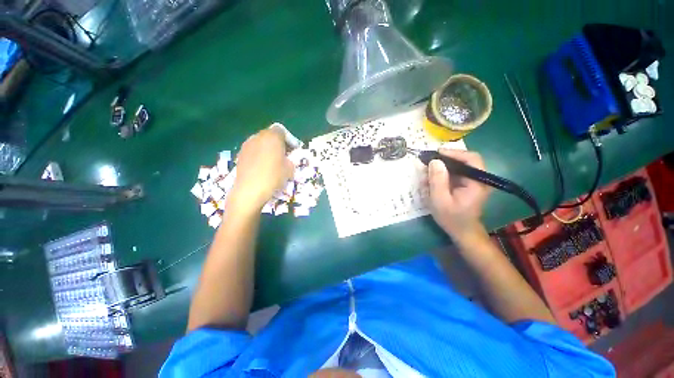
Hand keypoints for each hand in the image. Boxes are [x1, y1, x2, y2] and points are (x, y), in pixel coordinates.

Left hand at [228, 128, 293, 213]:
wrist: (250, 190)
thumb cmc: (273, 176)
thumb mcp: (289, 169)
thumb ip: (289, 160)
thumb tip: (286, 160)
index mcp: (272, 137)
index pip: (281, 131)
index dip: (288, 139)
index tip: (292, 150)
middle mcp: (258, 137)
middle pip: (270, 135)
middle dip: (277, 143)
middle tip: (283, 155)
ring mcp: (247, 145)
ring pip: (260, 142)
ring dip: (267, 149)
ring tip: (272, 161)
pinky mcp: (240, 154)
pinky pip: (253, 150)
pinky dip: (258, 154)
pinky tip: (261, 166)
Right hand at [427, 149, 488, 239]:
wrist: (462, 232)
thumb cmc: (452, 218)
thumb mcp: (440, 200)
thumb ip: (437, 180)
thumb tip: (434, 161)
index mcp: (477, 182)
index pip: (471, 159)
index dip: (454, 153)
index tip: (436, 153)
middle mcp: (479, 179)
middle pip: (464, 160)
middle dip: (444, 160)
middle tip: (427, 163)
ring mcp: (473, 181)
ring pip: (457, 166)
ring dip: (441, 168)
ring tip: (426, 174)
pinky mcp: (467, 184)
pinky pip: (454, 173)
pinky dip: (442, 174)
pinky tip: (431, 180)